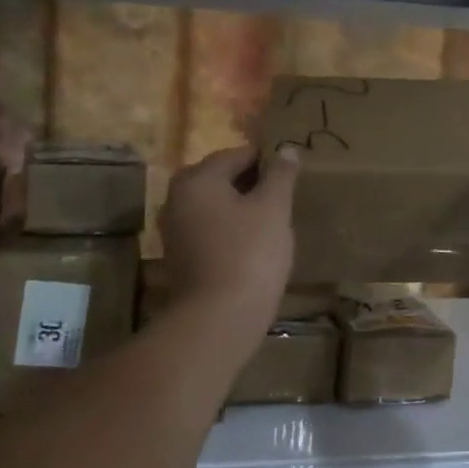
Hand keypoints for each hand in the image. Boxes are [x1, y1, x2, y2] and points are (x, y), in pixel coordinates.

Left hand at [159, 144, 298, 345]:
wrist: (219, 318)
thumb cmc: (249, 253)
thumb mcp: (273, 208)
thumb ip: (280, 175)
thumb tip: (287, 149)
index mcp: (197, 179)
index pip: (236, 155)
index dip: (267, 160)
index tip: (292, 172)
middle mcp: (177, 198)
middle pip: (222, 179)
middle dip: (254, 184)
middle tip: (286, 197)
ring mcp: (176, 230)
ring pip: (216, 206)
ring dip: (243, 208)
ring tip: (275, 220)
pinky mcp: (182, 257)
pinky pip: (211, 230)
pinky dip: (232, 230)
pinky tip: (256, 245)